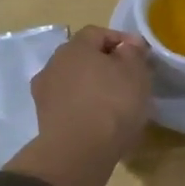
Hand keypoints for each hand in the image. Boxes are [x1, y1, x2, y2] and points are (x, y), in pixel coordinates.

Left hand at [7, 26, 152, 185]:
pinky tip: (100, 121)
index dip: (121, 40)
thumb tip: (128, 44)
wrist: (78, 152)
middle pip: (83, 57)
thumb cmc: (112, 103)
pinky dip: (84, 108)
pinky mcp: (44, 119)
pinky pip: (69, 105)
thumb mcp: (135, 72)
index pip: (98, 33)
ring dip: (93, 87)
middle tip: (129, 79)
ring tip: (116, 104)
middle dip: (105, 64)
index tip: (140, 56)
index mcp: (74, 47)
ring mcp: (44, 93)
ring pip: (74, 82)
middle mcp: (53, 64)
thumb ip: (133, 53)